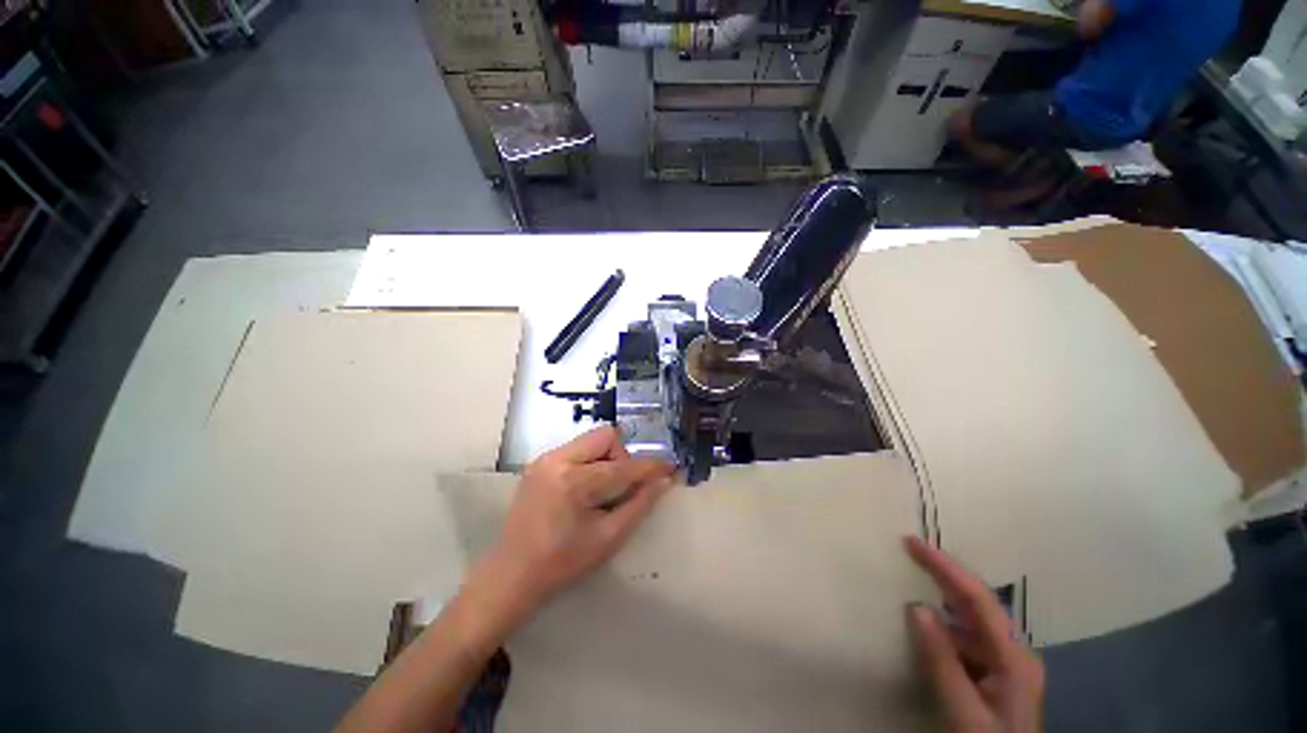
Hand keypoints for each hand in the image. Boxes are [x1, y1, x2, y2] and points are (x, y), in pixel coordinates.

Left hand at [472, 427, 675, 621]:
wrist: (511, 575)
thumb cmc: (562, 564)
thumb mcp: (608, 538)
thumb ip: (639, 504)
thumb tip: (664, 480)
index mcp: (574, 481)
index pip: (623, 466)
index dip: (650, 467)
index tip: (670, 468)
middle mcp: (557, 459)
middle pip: (606, 436)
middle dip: (623, 457)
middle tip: (622, 486)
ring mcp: (545, 458)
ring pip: (592, 440)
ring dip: (607, 459)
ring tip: (603, 489)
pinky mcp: (539, 462)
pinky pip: (577, 449)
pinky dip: (591, 462)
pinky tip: (586, 489)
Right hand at [904, 537, 1044, 732]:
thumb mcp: (964, 713)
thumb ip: (942, 662)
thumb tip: (916, 607)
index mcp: (1015, 658)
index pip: (978, 600)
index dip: (946, 568)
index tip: (912, 543)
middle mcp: (1015, 653)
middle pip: (979, 603)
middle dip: (946, 574)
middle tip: (911, 549)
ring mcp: (1007, 665)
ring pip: (972, 619)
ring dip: (944, 595)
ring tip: (915, 575)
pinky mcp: (995, 675)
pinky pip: (967, 637)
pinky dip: (945, 623)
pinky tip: (927, 623)